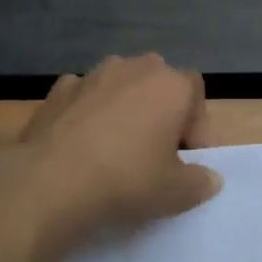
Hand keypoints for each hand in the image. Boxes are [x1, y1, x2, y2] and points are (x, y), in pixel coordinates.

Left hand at [1, 53, 221, 248]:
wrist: (52, 181)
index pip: (196, 93)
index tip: (188, 160)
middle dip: (160, 113)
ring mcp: (91, 75)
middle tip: (155, 153)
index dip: (197, 127)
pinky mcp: (57, 91)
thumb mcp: (176, 192)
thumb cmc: (127, 180)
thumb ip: (200, 182)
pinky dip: (87, 115)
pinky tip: (82, 146)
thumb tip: (209, 178)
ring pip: (118, 88)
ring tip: (116, 150)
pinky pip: (83, 99)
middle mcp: (133, 68)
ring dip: (123, 111)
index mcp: (170, 84)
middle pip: (157, 85)